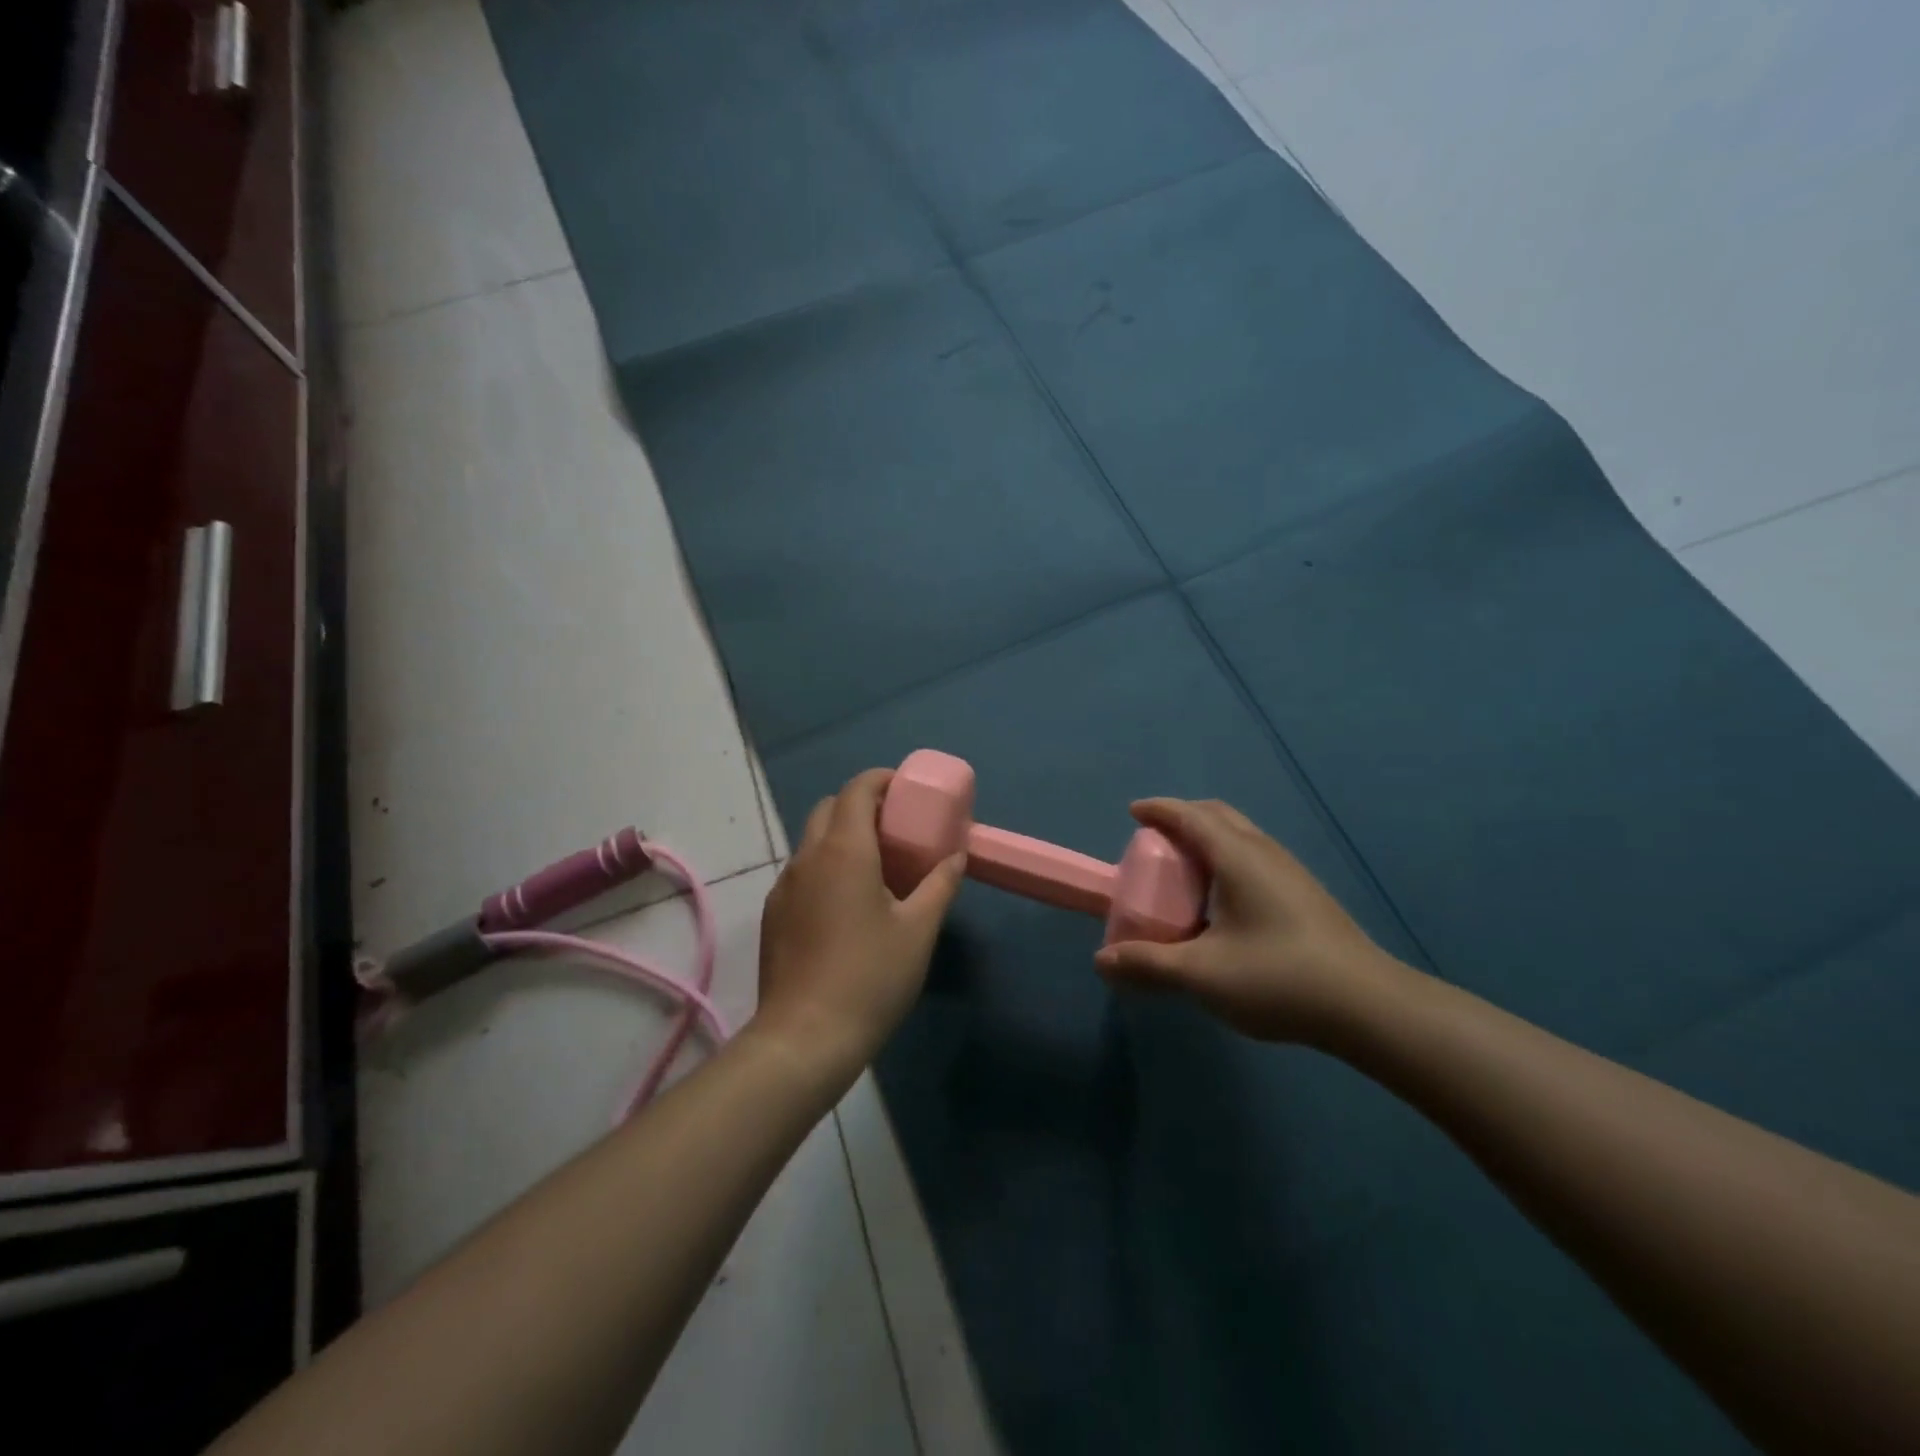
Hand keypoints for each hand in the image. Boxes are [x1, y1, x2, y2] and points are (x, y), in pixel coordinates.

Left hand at [753, 768, 965, 1077]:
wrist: (805, 1038)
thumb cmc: (871, 977)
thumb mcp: (919, 930)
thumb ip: (940, 885)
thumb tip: (956, 857)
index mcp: (843, 850)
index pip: (856, 790)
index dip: (881, 780)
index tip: (906, 791)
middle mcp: (806, 858)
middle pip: (829, 809)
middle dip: (861, 806)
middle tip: (895, 828)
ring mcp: (783, 887)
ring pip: (812, 841)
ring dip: (841, 837)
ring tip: (875, 867)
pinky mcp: (773, 915)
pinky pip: (802, 873)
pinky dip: (826, 868)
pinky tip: (847, 905)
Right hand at [1094, 798, 1404, 1044]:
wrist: (1370, 1007)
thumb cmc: (1279, 978)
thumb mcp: (1202, 974)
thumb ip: (1148, 964)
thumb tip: (1101, 960)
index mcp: (1238, 857)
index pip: (1190, 816)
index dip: (1158, 810)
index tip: (1132, 812)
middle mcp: (1265, 853)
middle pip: (1218, 815)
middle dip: (1182, 817)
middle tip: (1154, 839)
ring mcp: (1291, 872)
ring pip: (1240, 836)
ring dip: (1207, 838)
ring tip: (1183, 868)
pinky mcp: (1305, 895)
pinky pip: (1254, 857)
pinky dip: (1225, 858)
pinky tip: (1221, 900)